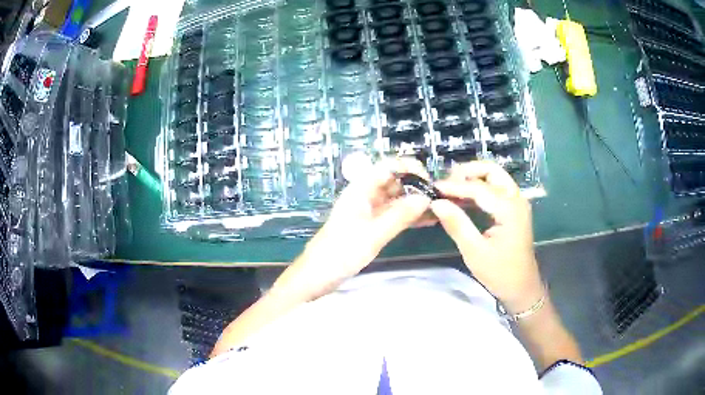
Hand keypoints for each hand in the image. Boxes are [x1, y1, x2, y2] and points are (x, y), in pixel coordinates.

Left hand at [276, 158, 431, 299]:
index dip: (410, 169)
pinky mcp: (372, 226)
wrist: (317, 276)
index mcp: (360, 189)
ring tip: (440, 209)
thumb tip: (426, 198)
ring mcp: (369, 211)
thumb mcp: (373, 235)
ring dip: (416, 203)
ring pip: (397, 199)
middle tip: (440, 198)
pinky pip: (394, 215)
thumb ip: (400, 216)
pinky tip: (428, 220)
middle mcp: (366, 196)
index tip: (430, 182)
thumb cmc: (340, 253)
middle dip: (417, 186)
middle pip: (395, 182)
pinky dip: (409, 216)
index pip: (389, 167)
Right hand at [430, 161, 542, 312]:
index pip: (478, 188)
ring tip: (450, 189)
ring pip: (494, 177)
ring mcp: (516, 202)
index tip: (433, 188)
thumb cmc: (500, 273)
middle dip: (467, 172)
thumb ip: (457, 224)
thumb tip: (436, 203)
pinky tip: (462, 198)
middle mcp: (516, 199)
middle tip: (446, 183)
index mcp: (509, 209)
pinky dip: (478, 188)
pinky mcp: (513, 209)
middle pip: (491, 170)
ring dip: (472, 178)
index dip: (454, 186)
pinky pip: (495, 189)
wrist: (522, 287)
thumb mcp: (475, 251)